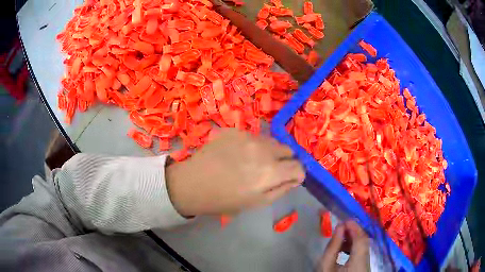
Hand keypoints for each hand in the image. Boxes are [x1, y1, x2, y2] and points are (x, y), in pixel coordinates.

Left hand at [166, 129, 304, 216]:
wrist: (193, 183)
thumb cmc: (224, 200)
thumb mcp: (256, 203)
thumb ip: (281, 190)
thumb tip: (295, 178)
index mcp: (271, 172)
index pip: (298, 167)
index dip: (297, 174)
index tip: (290, 178)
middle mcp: (263, 150)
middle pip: (288, 149)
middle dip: (284, 161)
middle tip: (270, 171)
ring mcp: (248, 136)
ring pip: (271, 141)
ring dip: (269, 151)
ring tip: (252, 162)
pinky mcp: (235, 130)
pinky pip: (253, 136)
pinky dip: (252, 145)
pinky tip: (237, 154)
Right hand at [318, 221, 369, 271]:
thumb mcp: (325, 266)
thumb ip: (333, 247)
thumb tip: (340, 227)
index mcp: (358, 262)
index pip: (361, 240)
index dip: (355, 227)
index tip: (344, 220)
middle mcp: (367, 262)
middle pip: (365, 242)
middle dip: (354, 231)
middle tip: (342, 226)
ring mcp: (367, 264)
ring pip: (364, 246)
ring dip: (354, 238)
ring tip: (341, 237)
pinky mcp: (364, 266)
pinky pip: (363, 252)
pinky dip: (355, 246)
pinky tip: (345, 248)